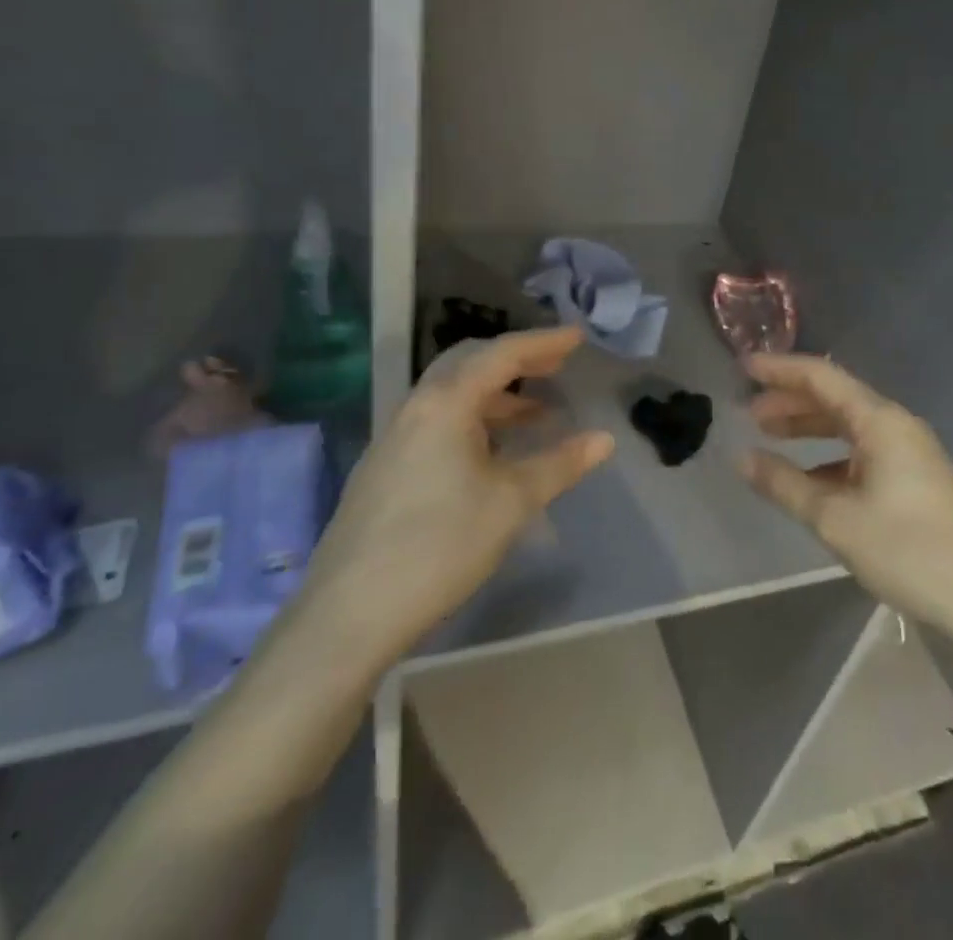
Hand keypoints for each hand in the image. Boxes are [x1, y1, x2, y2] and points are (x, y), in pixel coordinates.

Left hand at [302, 326, 614, 657]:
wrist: (348, 615)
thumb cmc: (440, 546)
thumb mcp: (512, 503)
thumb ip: (560, 464)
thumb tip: (604, 439)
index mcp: (446, 403)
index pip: (501, 354)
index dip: (543, 342)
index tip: (578, 337)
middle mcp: (416, 407)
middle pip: (470, 363)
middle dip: (516, 360)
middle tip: (556, 365)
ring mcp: (395, 437)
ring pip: (452, 394)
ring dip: (496, 394)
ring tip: (537, 413)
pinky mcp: (385, 467)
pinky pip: (438, 421)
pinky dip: (474, 418)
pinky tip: (494, 451)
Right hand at [739, 354, 952, 645]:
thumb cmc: (908, 551)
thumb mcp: (836, 519)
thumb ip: (784, 484)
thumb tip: (741, 458)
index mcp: (880, 420)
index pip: (821, 376)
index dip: (779, 369)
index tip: (742, 368)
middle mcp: (895, 425)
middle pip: (834, 397)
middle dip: (789, 400)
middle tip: (747, 412)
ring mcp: (907, 451)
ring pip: (847, 425)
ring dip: (807, 426)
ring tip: (768, 435)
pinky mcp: (913, 477)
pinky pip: (861, 450)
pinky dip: (828, 454)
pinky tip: (807, 475)